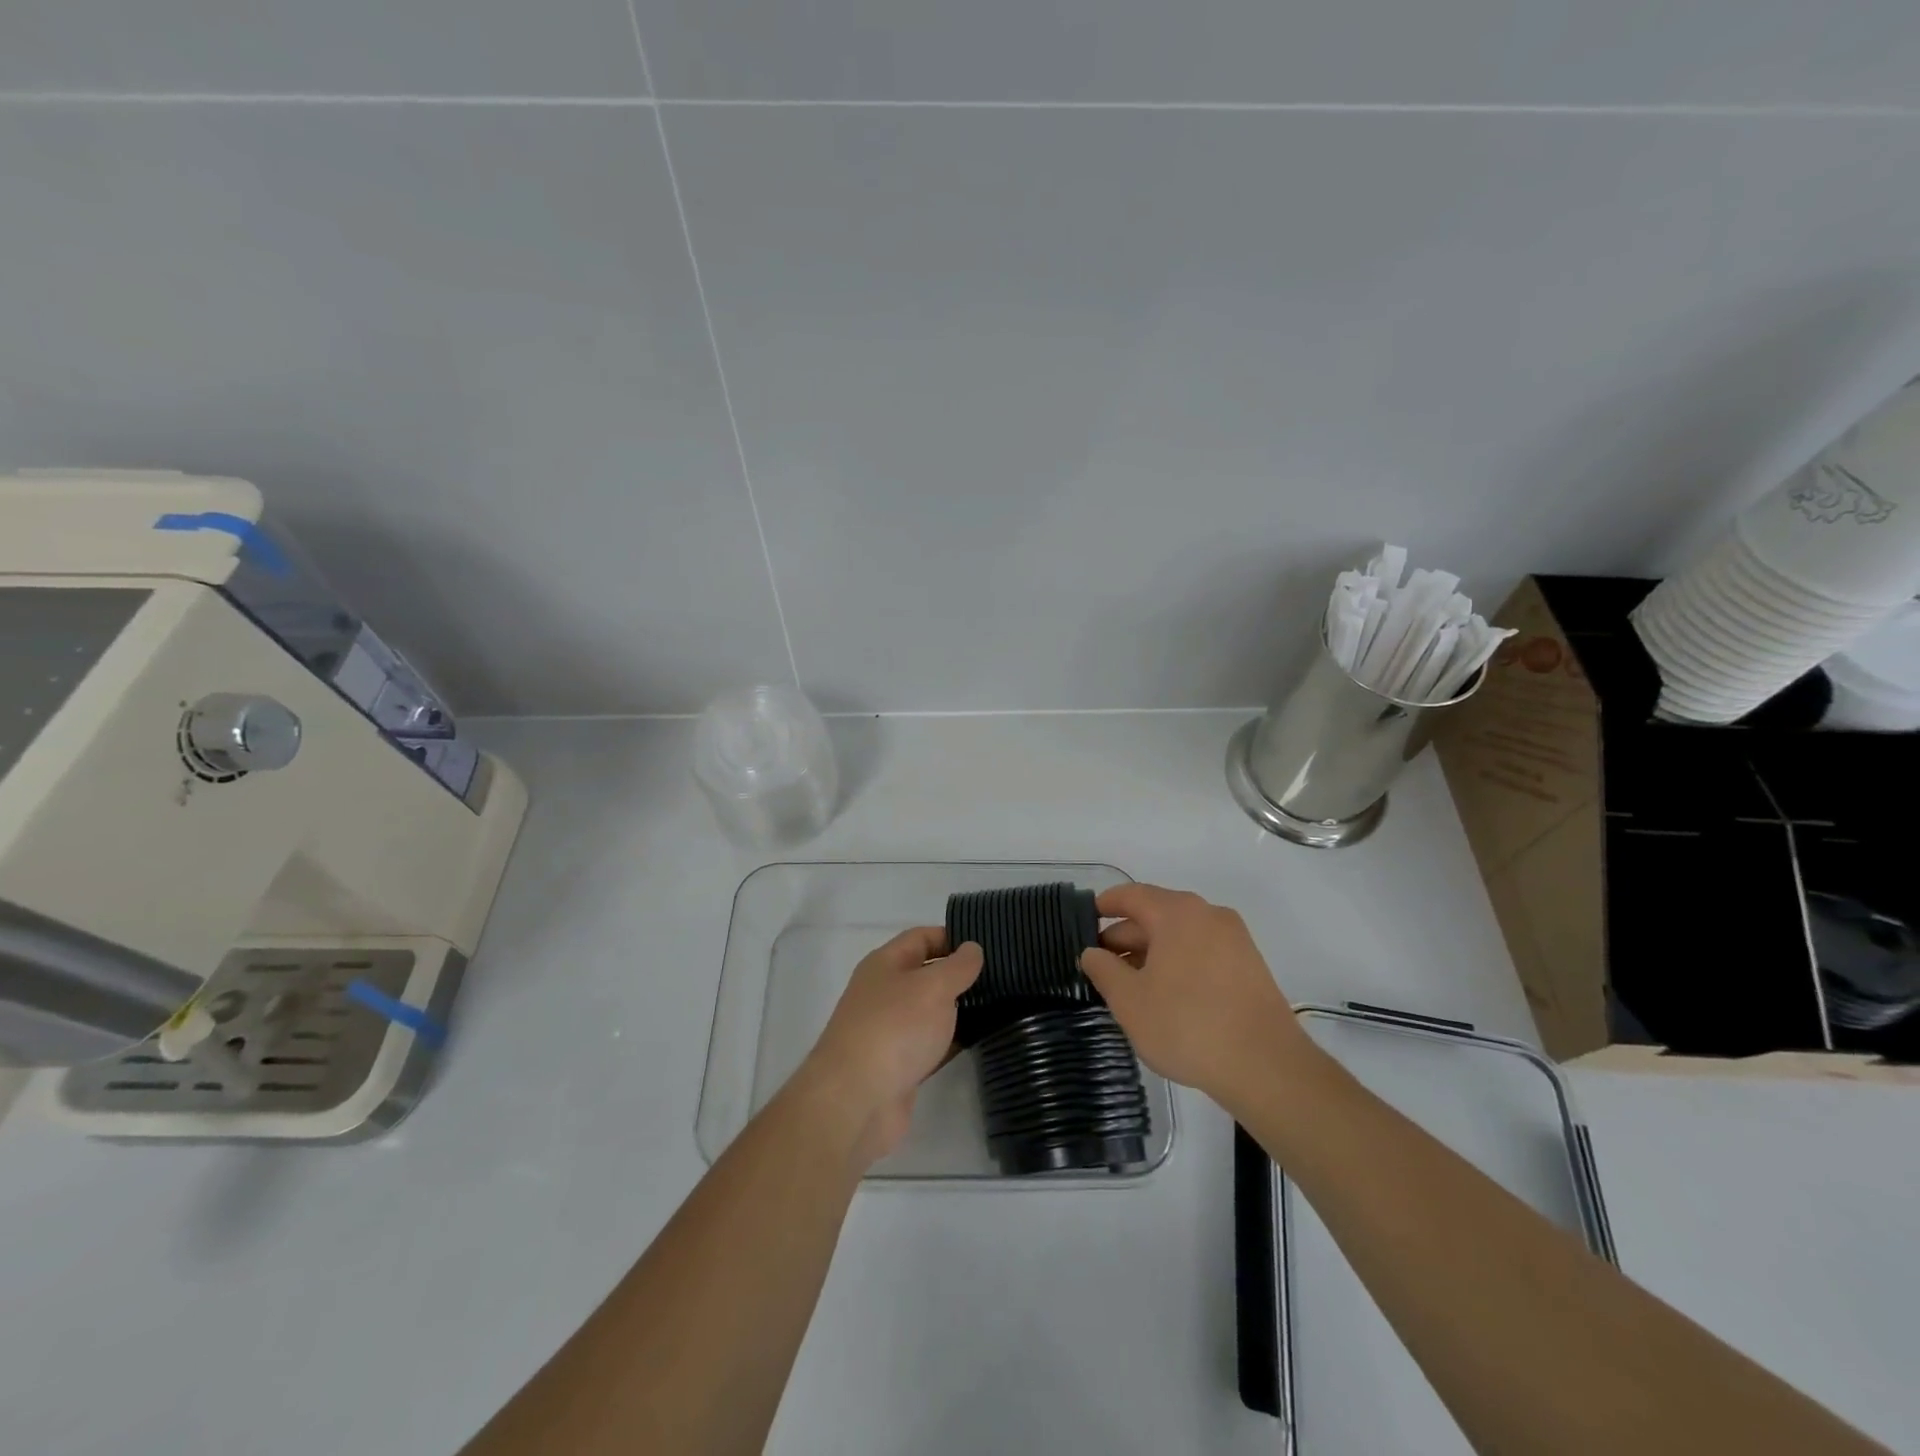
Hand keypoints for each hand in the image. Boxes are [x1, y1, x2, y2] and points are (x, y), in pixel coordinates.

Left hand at [797, 928, 982, 1168]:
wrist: (856, 1102)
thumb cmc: (895, 1029)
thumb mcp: (933, 986)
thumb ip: (958, 966)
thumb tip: (972, 948)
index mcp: (885, 964)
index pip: (921, 937)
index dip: (953, 936)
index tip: (988, 945)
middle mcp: (884, 992)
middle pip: (926, 973)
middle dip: (959, 974)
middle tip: (1001, 976)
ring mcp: (890, 1030)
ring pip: (930, 1011)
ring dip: (959, 1009)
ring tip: (1000, 1005)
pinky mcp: (899, 1065)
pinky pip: (931, 1044)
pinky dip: (952, 1041)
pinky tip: (982, 1039)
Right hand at [1079, 884, 1315, 1112]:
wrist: (1266, 1067)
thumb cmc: (1187, 1025)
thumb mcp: (1129, 1001)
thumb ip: (1103, 970)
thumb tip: (1092, 953)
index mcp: (1177, 913)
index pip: (1132, 895)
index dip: (1106, 904)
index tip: (1086, 917)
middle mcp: (1208, 915)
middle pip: (1157, 914)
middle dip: (1127, 936)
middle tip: (1101, 962)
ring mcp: (1234, 940)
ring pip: (1181, 935)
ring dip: (1152, 952)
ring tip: (1130, 983)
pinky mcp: (1250, 966)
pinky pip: (1202, 951)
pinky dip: (1178, 962)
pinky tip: (1165, 994)